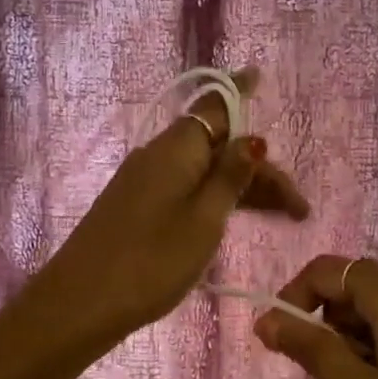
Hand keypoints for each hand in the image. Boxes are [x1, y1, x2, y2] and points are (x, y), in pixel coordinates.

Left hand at [35, 69, 309, 344]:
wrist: (79, 303)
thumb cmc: (151, 261)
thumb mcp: (204, 220)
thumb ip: (230, 178)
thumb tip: (252, 138)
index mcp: (176, 149)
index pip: (215, 107)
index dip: (240, 92)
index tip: (260, 75)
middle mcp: (158, 156)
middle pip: (217, 146)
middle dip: (259, 168)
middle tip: (298, 207)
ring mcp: (143, 181)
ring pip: (202, 170)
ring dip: (241, 187)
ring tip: (281, 216)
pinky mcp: (135, 206)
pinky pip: (185, 188)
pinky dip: (215, 197)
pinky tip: (232, 216)